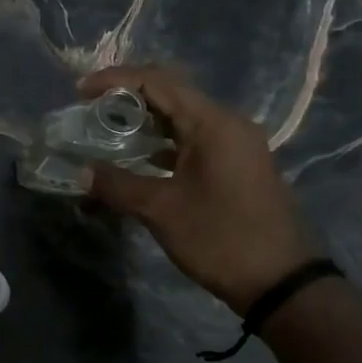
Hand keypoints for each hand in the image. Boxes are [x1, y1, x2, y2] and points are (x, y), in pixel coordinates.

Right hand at [81, 66, 321, 314]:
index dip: (114, 80)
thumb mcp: (161, 210)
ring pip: (181, 118)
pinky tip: (138, 159)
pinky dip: (162, 142)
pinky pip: (192, 140)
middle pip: (170, 94)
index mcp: (212, 123)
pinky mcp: (236, 165)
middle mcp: (227, 123)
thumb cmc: (220, 238)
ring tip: (106, 132)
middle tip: (89, 110)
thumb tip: (81, 172)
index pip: (157, 81)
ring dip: (144, 121)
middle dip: (127, 98)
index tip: (80, 93)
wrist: (281, 282)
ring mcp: (235, 144)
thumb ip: (117, 185)